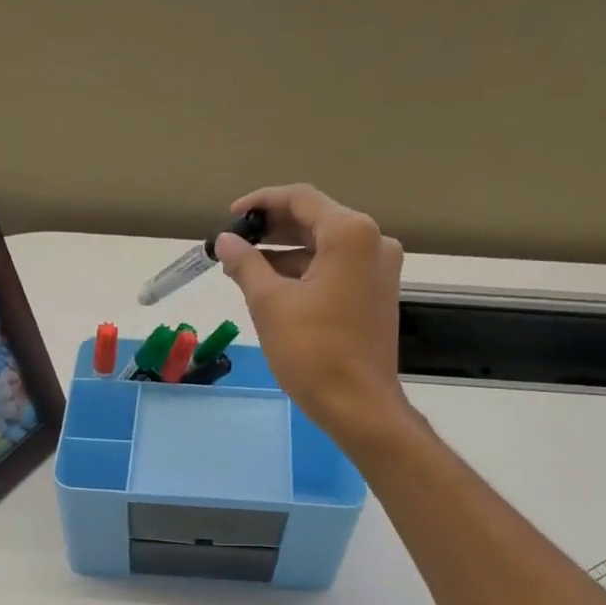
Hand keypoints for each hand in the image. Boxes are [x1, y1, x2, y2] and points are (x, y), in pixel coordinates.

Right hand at [214, 185, 409, 441]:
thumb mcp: (269, 304)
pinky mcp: (377, 295)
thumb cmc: (312, 352)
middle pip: (315, 221)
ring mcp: (379, 270)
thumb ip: (245, 264)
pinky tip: (274, 289)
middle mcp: (373, 241)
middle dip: (272, 231)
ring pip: (325, 248)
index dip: (261, 203)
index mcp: (350, 233)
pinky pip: (336, 270)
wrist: (358, 405)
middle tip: (235, 244)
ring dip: (286, 255)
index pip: (300, 199)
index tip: (230, 217)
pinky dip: (305, 273)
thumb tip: (226, 241)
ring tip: (245, 270)